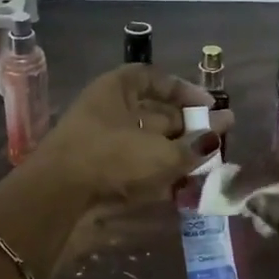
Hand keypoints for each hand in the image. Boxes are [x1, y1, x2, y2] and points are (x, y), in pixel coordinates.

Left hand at [31, 65, 229, 205]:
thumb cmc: (110, 158)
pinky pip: (135, 169)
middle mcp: (107, 112)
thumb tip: (222, 129)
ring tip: (207, 168)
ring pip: (146, 144)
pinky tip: (182, 188)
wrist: (55, 200)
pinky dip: (158, 176)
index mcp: (115, 90)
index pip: (153, 78)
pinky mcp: (97, 175)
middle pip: (153, 114)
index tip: (209, 106)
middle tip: (216, 141)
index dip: (183, 90)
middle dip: (186, 128)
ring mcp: (99, 144)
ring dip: (175, 154)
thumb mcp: (160, 151)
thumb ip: (194, 144)